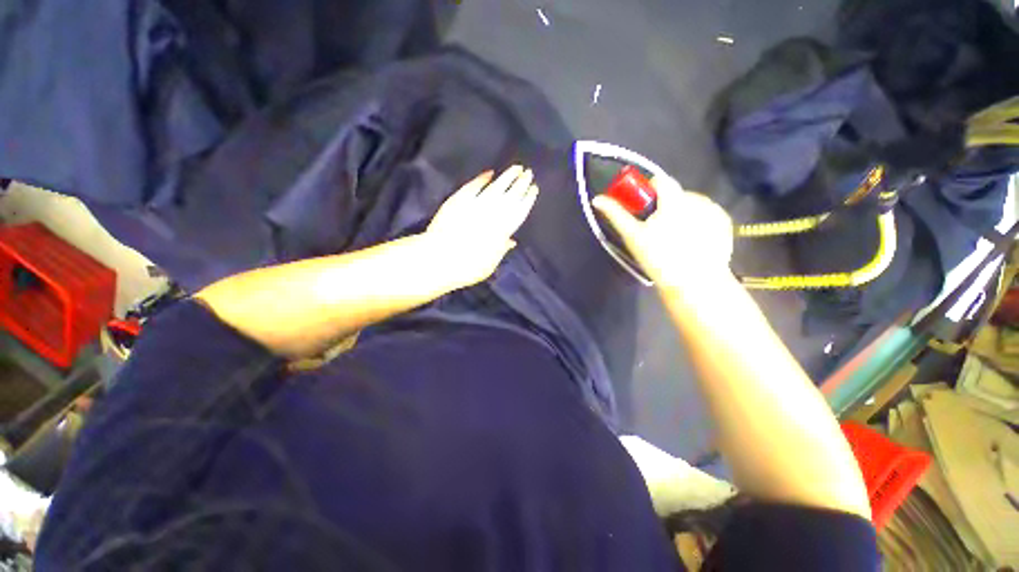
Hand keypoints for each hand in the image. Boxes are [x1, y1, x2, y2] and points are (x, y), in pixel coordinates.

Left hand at [425, 166, 539, 287]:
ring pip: (495, 187)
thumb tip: (511, 241)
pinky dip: (481, 179)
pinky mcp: (458, 200)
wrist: (438, 259)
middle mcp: (492, 214)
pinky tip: (489, 173)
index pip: (519, 211)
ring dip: (507, 177)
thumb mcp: (489, 265)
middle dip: (521, 184)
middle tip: (528, 172)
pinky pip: (473, 186)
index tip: (533, 189)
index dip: (527, 199)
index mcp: (502, 230)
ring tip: (516, 168)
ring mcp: (475, 204)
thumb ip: (501, 250)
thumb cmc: (467, 268)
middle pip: (510, 196)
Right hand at [592, 175, 732, 288]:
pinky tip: (692, 241)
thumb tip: (597, 199)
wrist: (695, 283)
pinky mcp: (725, 223)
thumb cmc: (659, 258)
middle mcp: (699, 199)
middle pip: (675, 194)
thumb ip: (616, 214)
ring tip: (675, 239)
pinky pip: (705, 214)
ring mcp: (715, 210)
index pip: (660, 180)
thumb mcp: (633, 236)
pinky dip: (697, 221)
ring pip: (691, 204)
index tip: (643, 210)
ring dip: (681, 214)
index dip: (648, 192)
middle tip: (657, 231)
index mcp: (675, 200)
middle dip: (665, 207)